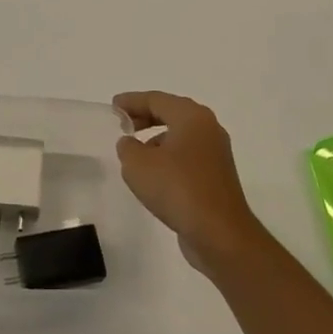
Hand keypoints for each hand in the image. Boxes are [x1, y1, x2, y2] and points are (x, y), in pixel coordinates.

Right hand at [113, 92, 267, 276]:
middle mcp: (208, 129)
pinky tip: (154, 176)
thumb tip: (131, 144)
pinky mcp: (217, 176)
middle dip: (145, 117)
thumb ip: (127, 147)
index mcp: (191, 117)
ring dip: (157, 139)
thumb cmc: (177, 189)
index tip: (113, 107)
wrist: (219, 234)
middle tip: (123, 125)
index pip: (156, 99)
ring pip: (180, 135)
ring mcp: (216, 153)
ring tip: (135, 153)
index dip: (132, 101)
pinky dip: (169, 157)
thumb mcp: (138, 165)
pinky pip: (187, 156)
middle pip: (171, 113)